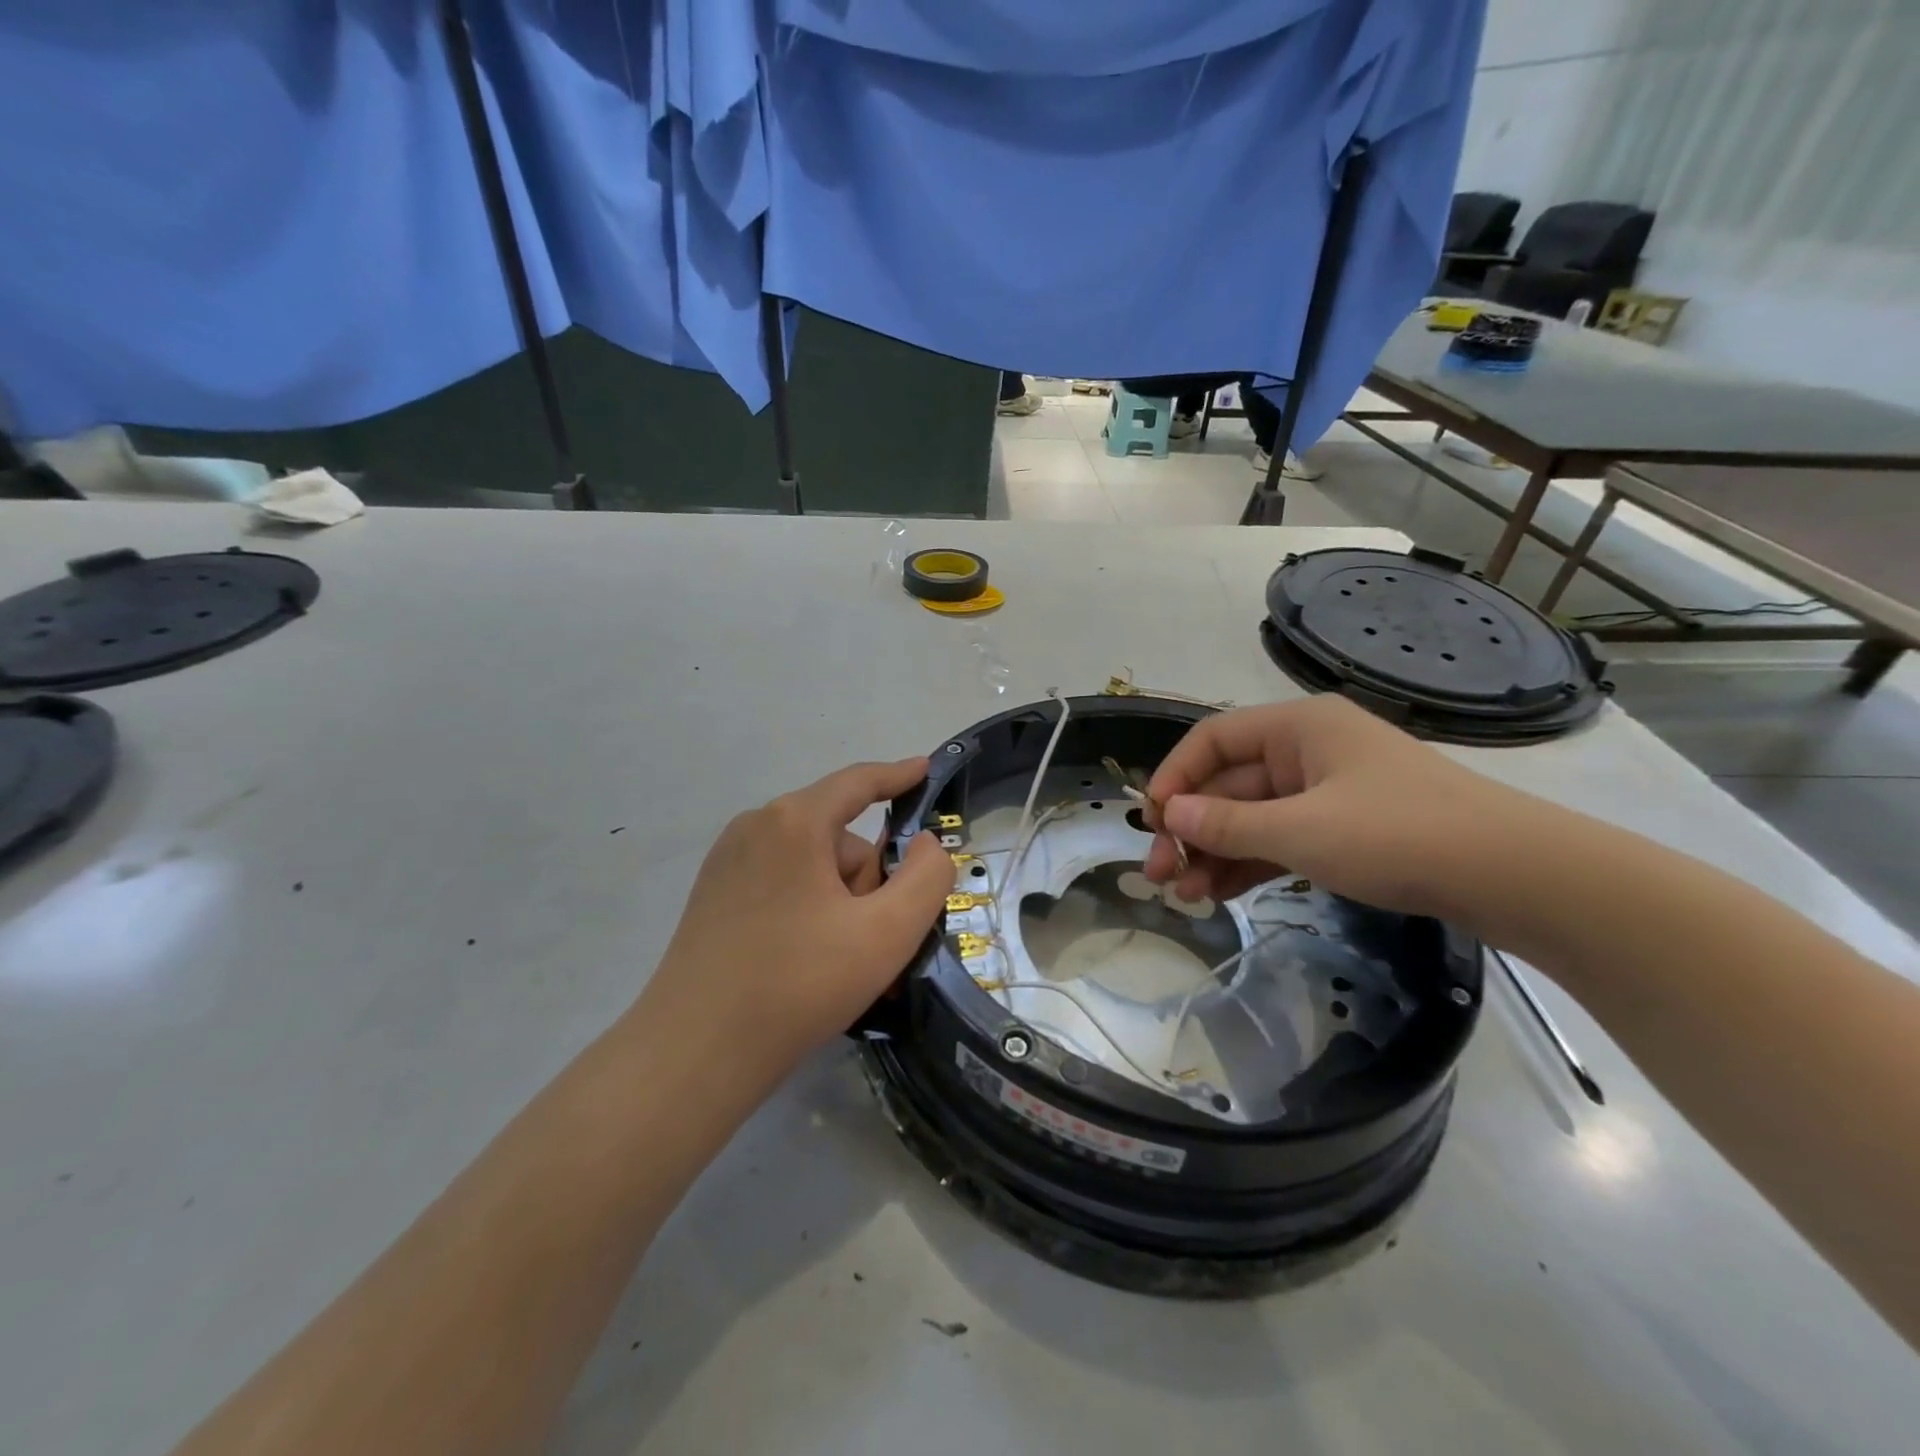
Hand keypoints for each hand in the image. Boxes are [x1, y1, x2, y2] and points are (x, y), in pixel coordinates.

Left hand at [634, 758, 953, 1095]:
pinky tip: (811, 965)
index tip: (925, 769)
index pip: (858, 782)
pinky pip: (782, 886)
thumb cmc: (799, 984)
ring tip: (844, 966)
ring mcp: (727, 863)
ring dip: (842, 904)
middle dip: (869, 881)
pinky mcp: (713, 897)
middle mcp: (755, 828)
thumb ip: (927, 878)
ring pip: (812, 866)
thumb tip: (925, 845)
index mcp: (793, 822)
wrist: (695, 1054)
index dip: (898, 775)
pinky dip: (810, 912)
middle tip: (877, 942)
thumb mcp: (887, 933)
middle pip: (839, 839)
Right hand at [1141, 697, 1533, 920]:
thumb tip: (1168, 815)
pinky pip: (1280, 840)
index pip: (1213, 740)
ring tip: (1184, 896)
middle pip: (1229, 784)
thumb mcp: (1302, 830)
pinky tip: (1218, 894)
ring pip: (1251, 817)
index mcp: (1299, 728)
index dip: (1175, 777)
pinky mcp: (1344, 831)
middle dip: (1190, 828)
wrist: (1516, 877)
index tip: (1149, 822)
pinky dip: (1249, 864)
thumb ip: (1228, 824)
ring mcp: (1327, 793)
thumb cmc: (1400, 834)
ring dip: (1214, 853)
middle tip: (1158, 874)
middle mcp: (1308, 752)